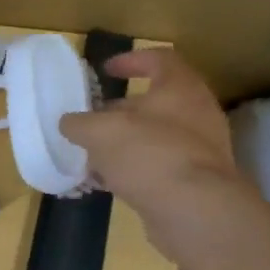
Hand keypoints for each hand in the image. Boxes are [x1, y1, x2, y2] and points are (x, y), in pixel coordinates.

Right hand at [59, 48, 246, 252]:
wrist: (194, 210)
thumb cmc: (148, 154)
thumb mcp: (99, 132)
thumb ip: (79, 123)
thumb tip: (69, 123)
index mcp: (180, 88)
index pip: (159, 59)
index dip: (130, 60)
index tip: (105, 70)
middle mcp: (197, 113)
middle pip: (155, 101)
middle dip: (120, 110)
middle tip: (91, 121)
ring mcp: (200, 149)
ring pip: (156, 136)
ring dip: (125, 143)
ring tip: (94, 155)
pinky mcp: (197, 181)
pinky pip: (160, 166)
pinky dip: (134, 169)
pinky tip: (109, 182)